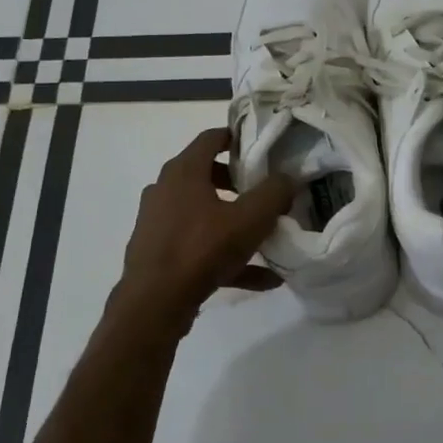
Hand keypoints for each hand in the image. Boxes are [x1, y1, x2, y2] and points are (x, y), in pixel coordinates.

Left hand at [117, 129, 295, 329]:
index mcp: (183, 172)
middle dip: (239, 182)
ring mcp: (158, 222)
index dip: (238, 137)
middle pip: (207, 175)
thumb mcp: (249, 219)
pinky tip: (262, 278)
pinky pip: (200, 246)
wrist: (154, 305)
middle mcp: (165, 190)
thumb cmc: (202, 249)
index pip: (211, 138)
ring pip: (204, 213)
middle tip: (266, 192)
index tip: (263, 147)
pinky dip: (227, 256)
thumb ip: (274, 193)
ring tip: (267, 237)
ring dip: (234, 222)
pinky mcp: (159, 253)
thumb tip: (288, 178)